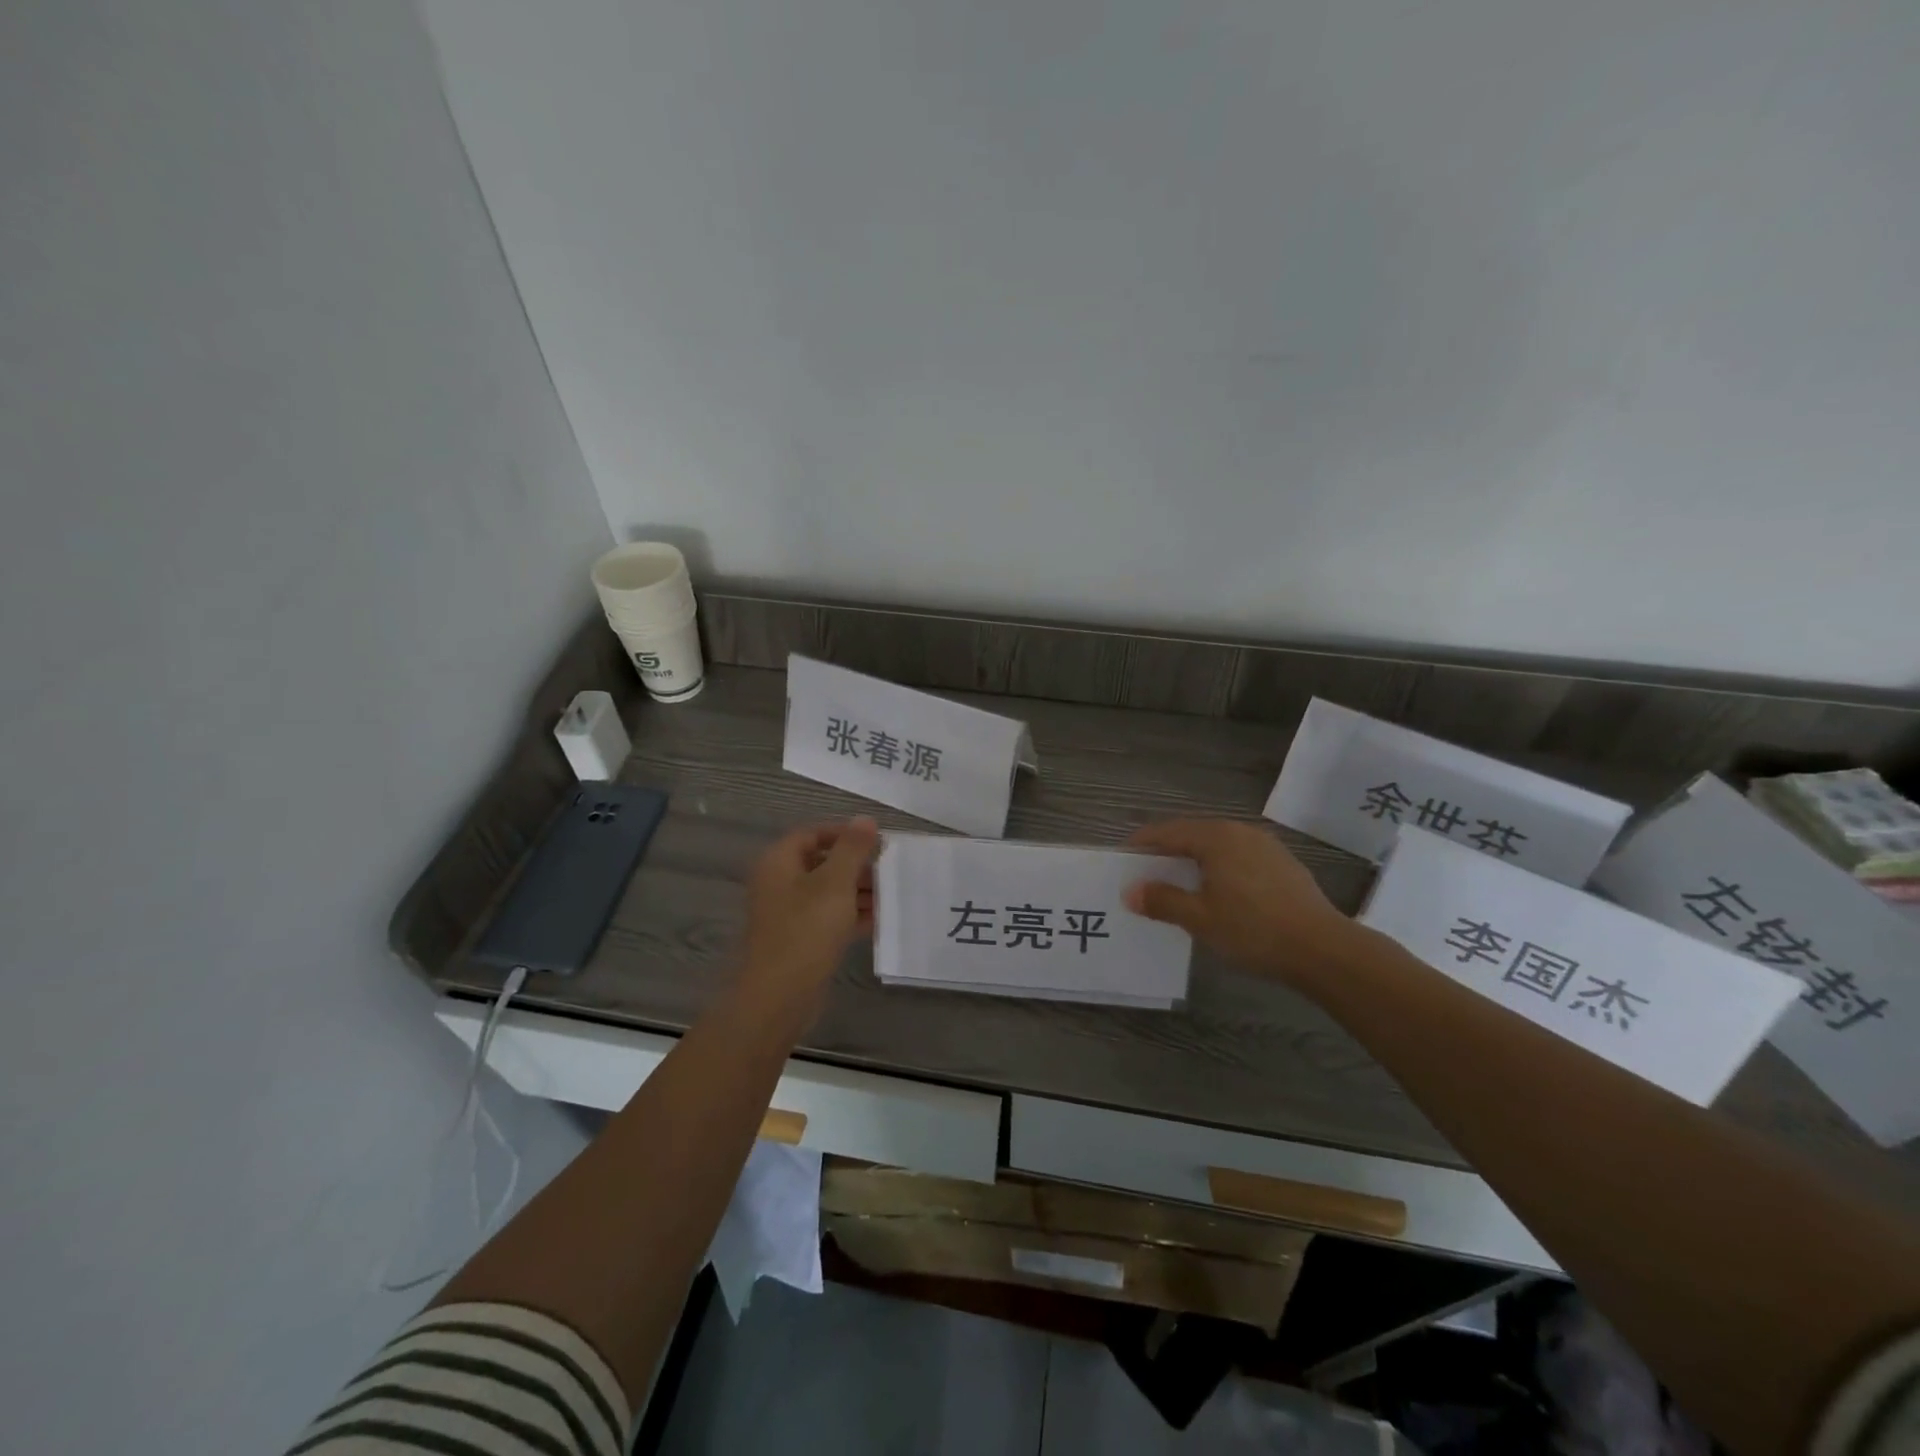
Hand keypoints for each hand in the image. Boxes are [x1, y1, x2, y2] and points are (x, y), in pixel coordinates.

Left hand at [737, 817, 879, 1025]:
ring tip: (891, 896)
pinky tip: (879, 921)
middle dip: (856, 866)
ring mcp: (787, 914)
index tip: (877, 843)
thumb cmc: (805, 931)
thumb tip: (865, 819)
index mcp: (779, 863)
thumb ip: (852, 849)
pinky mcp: (798, 941)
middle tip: (889, 871)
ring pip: (827, 893)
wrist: (778, 997)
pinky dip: (851, 916)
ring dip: (858, 892)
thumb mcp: (835, 883)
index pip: (812, 834)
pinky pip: (828, 919)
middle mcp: (779, 884)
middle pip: (821, 863)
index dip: (844, 834)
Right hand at [1124, 818, 1362, 986]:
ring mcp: (1266, 846)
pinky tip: (1220, 893)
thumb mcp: (1200, 918)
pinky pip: (1239, 857)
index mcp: (1215, 837)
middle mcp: (1239, 831)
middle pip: (1193, 834)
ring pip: (1218, 845)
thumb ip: (1163, 900)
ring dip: (1195, 860)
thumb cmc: (1253, 929)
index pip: (1167, 832)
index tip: (1124, 858)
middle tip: (1147, 874)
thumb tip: (1131, 891)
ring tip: (1180, 884)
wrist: (1324, 949)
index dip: (1142, 844)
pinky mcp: (1283, 864)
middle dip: (1168, 852)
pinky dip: (1220, 868)